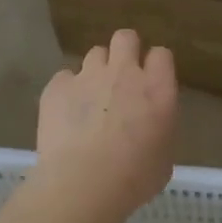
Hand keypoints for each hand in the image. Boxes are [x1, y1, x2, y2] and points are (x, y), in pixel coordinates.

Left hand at [36, 29, 178, 215]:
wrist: (83, 185)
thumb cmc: (133, 179)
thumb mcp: (164, 156)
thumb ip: (159, 127)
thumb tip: (149, 122)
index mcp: (157, 89)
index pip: (161, 55)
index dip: (155, 66)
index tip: (151, 81)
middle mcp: (124, 73)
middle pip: (126, 37)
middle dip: (125, 50)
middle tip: (121, 77)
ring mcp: (88, 75)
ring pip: (95, 54)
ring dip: (96, 71)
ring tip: (91, 98)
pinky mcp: (57, 86)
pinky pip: (64, 78)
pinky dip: (66, 91)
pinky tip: (65, 114)